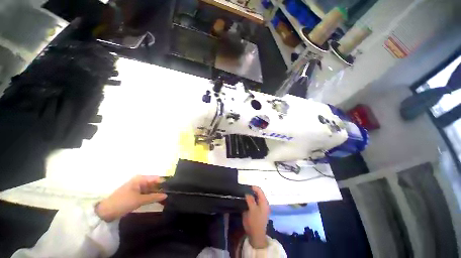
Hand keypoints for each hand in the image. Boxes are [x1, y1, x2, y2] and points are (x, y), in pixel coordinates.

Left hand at [96, 175, 166, 221]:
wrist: (106, 211)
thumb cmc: (123, 202)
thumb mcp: (139, 200)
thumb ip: (154, 197)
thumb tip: (166, 195)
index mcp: (141, 179)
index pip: (157, 178)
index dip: (164, 183)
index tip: (172, 189)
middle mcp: (140, 181)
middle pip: (154, 183)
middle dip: (161, 189)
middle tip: (170, 195)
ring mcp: (137, 187)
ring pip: (151, 189)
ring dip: (156, 194)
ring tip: (165, 199)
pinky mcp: (135, 194)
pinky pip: (146, 193)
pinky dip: (151, 197)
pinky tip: (157, 201)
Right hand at [243, 186, 269, 248]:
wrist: (256, 235)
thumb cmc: (255, 222)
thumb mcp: (252, 210)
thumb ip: (250, 200)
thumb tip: (247, 193)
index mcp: (264, 202)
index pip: (259, 190)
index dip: (253, 187)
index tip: (246, 186)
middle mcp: (262, 203)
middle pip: (257, 193)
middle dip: (250, 191)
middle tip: (243, 189)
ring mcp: (259, 207)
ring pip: (254, 197)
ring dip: (249, 195)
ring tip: (242, 193)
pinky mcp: (256, 211)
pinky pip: (252, 202)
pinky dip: (249, 200)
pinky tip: (243, 200)